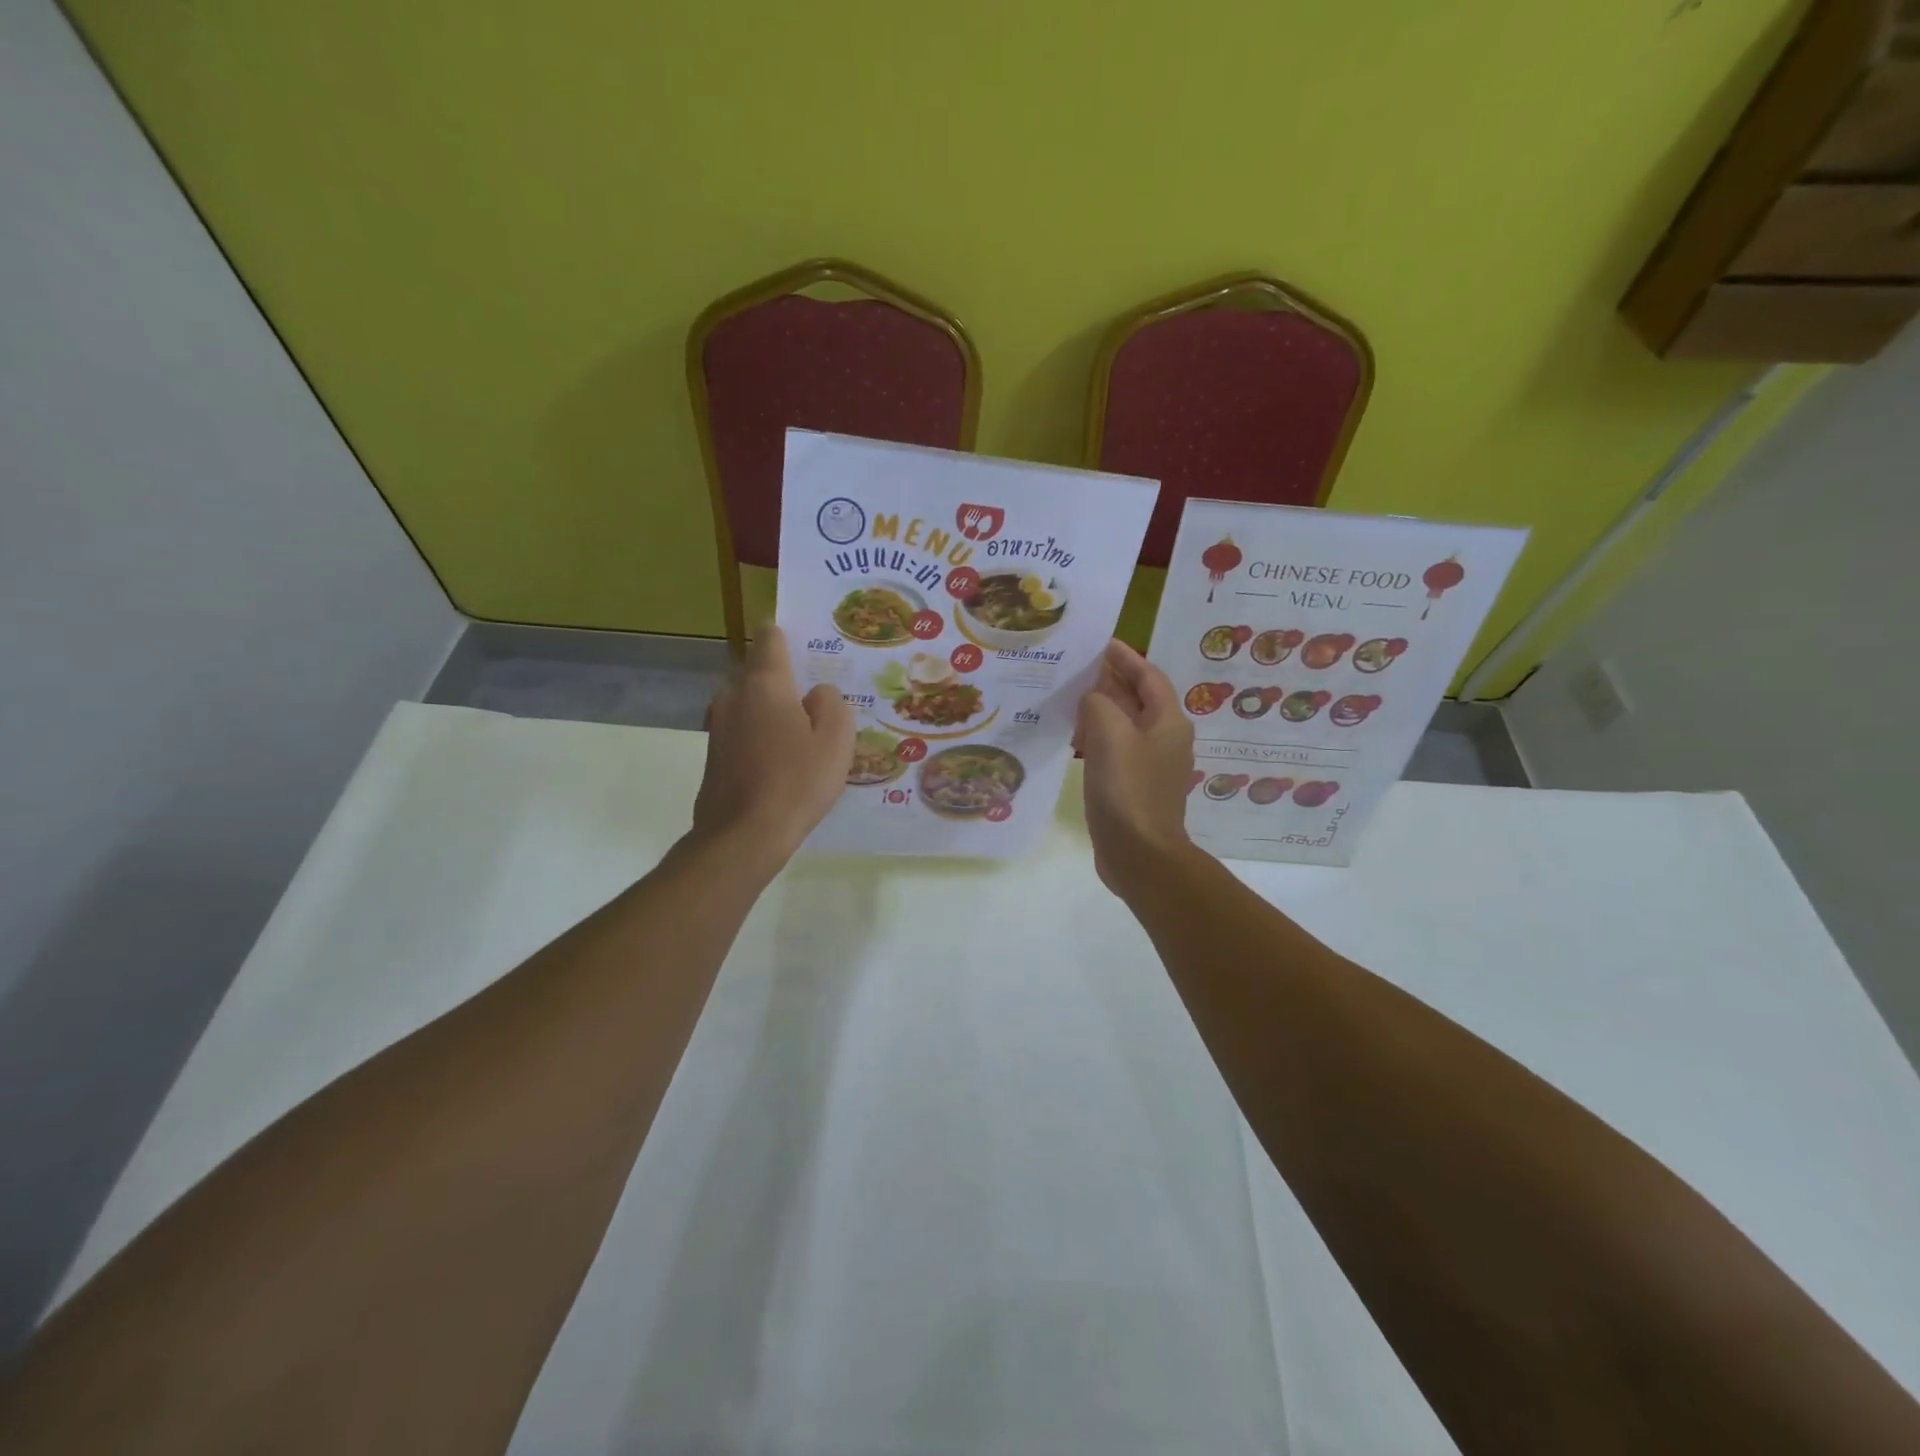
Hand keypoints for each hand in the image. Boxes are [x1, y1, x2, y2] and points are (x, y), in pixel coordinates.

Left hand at [691, 625, 853, 869]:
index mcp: (765, 682)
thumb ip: (831, 703)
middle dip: (784, 678)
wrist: (743, 835)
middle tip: (816, 698)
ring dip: (772, 709)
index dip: (788, 635)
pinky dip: (760, 733)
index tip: (809, 646)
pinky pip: (742, 728)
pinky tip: (782, 758)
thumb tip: (817, 693)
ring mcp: (718, 724)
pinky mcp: (713, 753)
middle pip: (758, 671)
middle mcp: (734, 694)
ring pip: (749, 702)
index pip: (770, 637)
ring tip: (802, 731)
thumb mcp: (835, 740)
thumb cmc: (797, 782)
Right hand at [1075, 640, 1195, 892]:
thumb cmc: (1127, 789)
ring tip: (1068, 699)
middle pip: (1138, 699)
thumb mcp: (1109, 735)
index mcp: (1168, 722)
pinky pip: (1116, 750)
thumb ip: (1098, 703)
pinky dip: (1097, 738)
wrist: (1139, 854)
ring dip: (1100, 710)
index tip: (1101, 643)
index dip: (1125, 658)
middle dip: (1110, 681)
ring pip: (1125, 725)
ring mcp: (1151, 766)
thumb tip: (1092, 699)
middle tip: (1076, 668)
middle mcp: (1166, 739)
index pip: (1149, 676)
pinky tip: (1073, 741)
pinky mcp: (1135, 787)